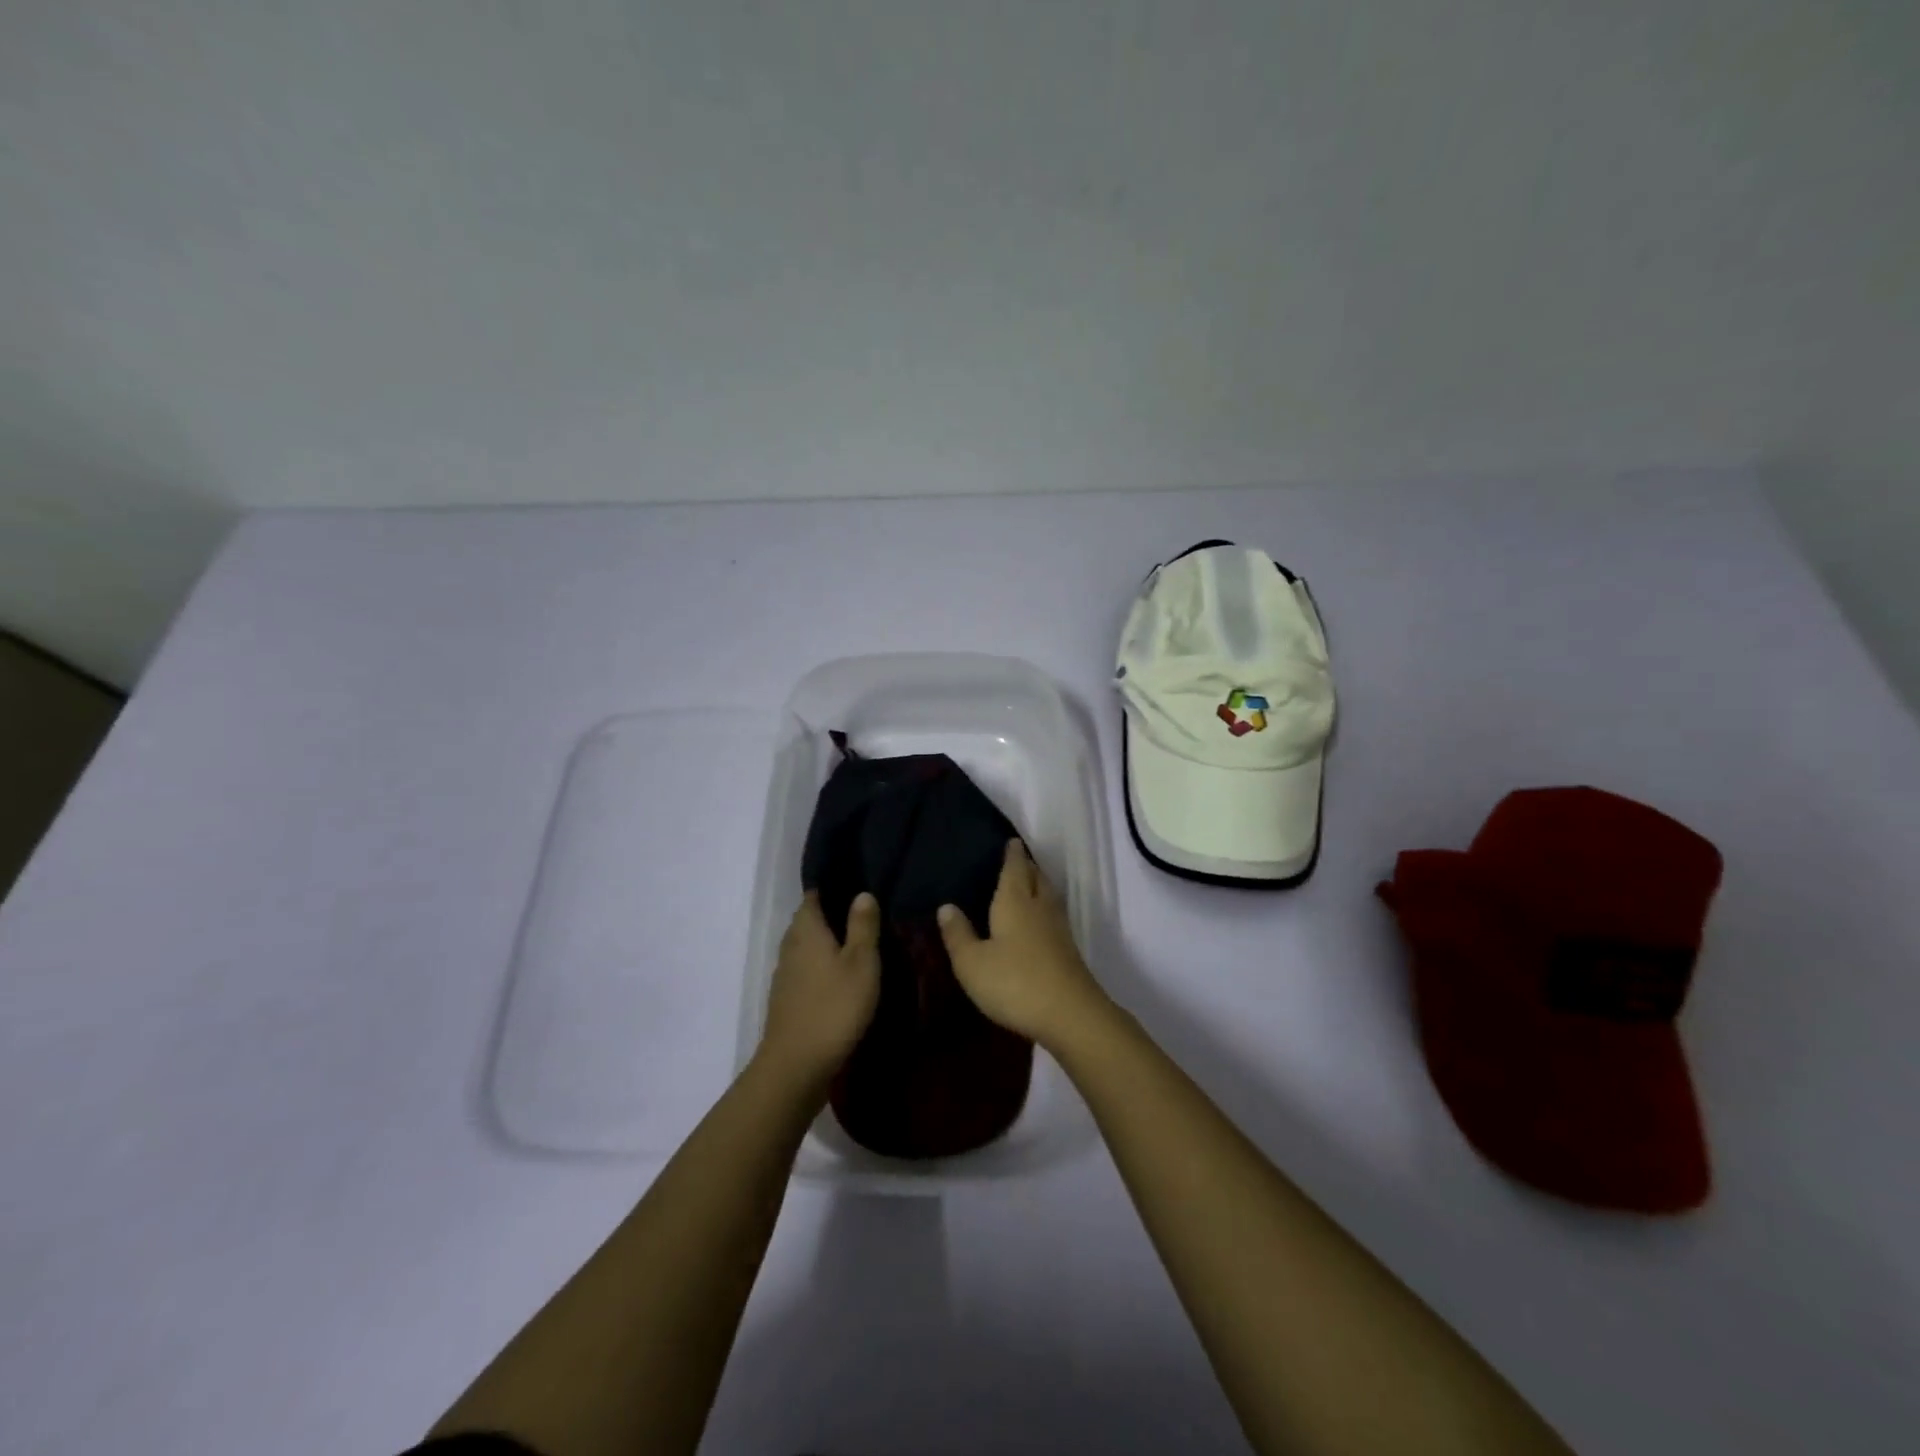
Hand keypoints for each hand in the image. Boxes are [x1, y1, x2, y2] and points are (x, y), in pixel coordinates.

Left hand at [760, 891, 881, 1086]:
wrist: (796, 1065)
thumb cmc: (834, 1007)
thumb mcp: (861, 963)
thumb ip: (863, 926)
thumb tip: (862, 893)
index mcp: (807, 930)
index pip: (813, 896)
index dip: (830, 888)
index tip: (853, 884)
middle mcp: (790, 946)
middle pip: (807, 921)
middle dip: (829, 915)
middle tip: (861, 913)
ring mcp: (784, 974)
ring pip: (805, 947)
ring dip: (824, 943)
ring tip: (854, 943)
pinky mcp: (786, 999)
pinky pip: (804, 970)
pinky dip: (819, 966)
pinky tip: (839, 976)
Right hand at [937, 839, 1110, 1049]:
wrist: (1070, 1015)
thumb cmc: (1014, 982)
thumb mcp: (972, 963)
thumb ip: (958, 934)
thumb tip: (946, 906)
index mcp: (1015, 901)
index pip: (1015, 868)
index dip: (1012, 854)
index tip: (1011, 841)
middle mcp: (1040, 907)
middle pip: (1036, 878)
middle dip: (1027, 866)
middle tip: (1017, 859)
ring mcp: (1058, 929)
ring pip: (1049, 896)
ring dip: (1039, 885)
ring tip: (1028, 883)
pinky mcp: (1068, 950)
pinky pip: (1054, 915)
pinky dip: (1045, 907)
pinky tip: (1039, 920)